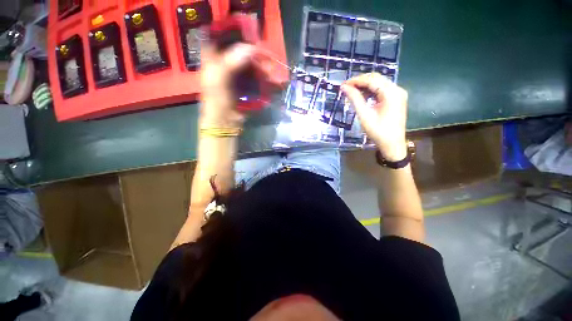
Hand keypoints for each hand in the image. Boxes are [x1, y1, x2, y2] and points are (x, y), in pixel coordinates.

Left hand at [200, 42, 280, 127]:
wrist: (224, 122)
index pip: (221, 38)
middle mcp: (225, 64)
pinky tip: (270, 79)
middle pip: (240, 52)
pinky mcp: (245, 86)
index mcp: (213, 58)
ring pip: (250, 65)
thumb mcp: (218, 79)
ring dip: (261, 66)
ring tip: (270, 71)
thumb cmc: (216, 100)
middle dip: (254, 53)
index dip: (234, 34)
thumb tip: (251, 49)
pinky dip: (263, 78)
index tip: (249, 35)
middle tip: (266, 56)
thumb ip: (231, 61)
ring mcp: (236, 76)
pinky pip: (255, 78)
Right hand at [341, 73, 408, 160]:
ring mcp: (398, 93)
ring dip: (365, 85)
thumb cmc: (378, 131)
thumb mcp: (364, 115)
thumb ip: (355, 99)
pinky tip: (362, 96)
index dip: (356, 80)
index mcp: (391, 93)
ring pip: (379, 83)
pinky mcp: (396, 98)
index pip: (371, 80)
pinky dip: (371, 91)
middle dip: (360, 81)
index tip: (343, 84)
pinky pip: (382, 89)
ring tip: (352, 91)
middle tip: (346, 87)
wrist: (392, 144)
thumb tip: (344, 87)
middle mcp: (397, 89)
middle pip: (376, 79)